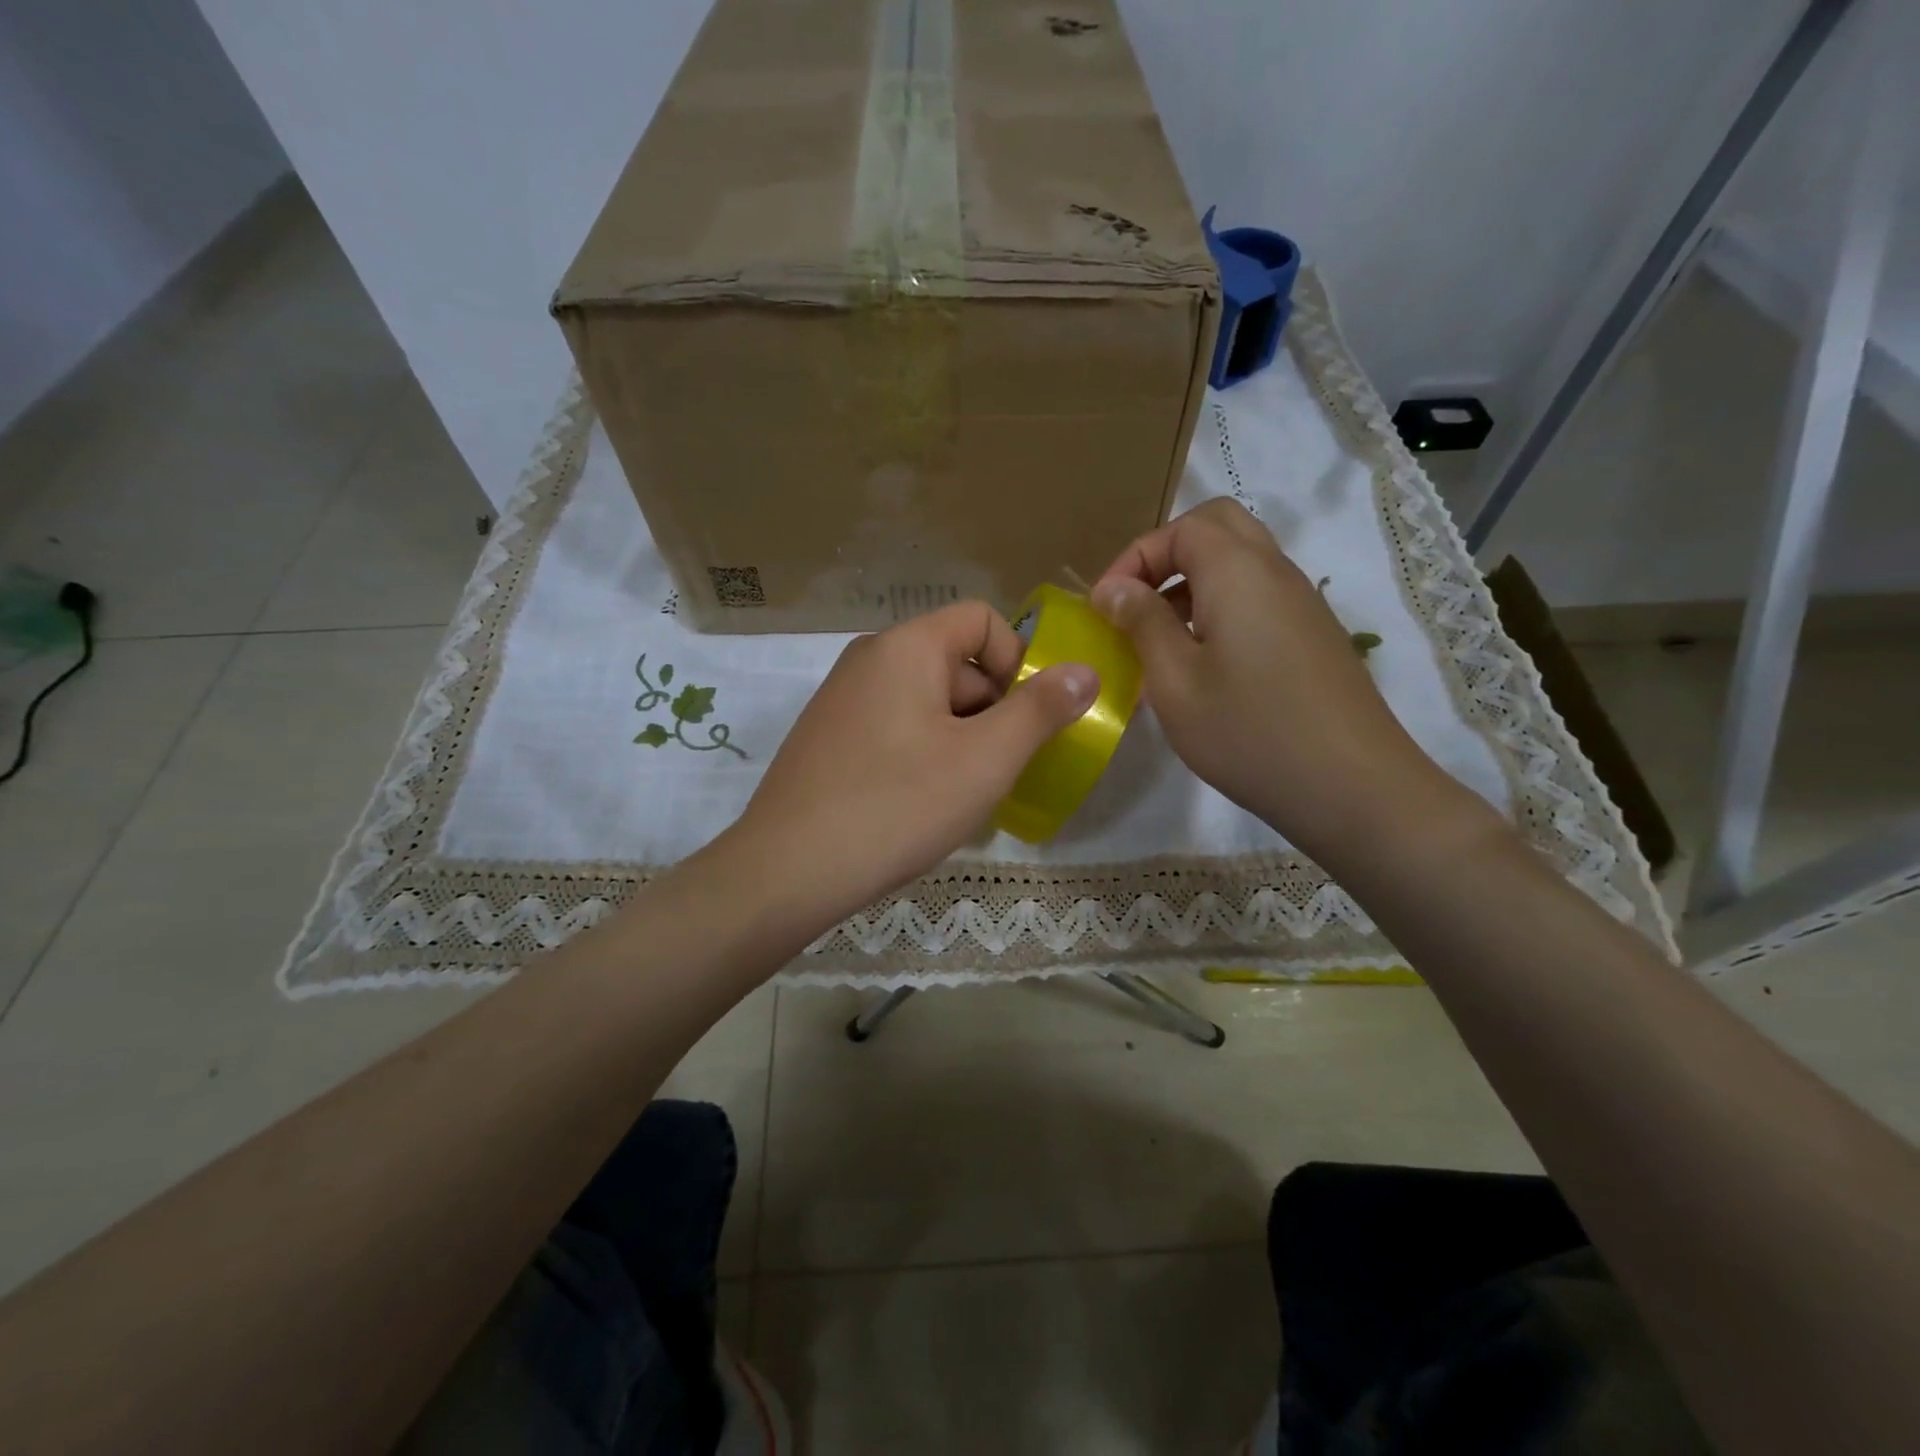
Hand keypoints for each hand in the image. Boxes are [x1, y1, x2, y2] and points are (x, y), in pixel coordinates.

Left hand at [728, 601, 1095, 930]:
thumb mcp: (985, 759)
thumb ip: (1041, 710)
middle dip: (993, 710)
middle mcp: (868, 660)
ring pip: (927, 703)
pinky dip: (924, 755)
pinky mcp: (828, 740)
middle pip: (955, 664)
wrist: (787, 871)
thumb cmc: (897, 804)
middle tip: (1002, 771)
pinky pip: (895, 730)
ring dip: (962, 739)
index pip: (982, 620)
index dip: (1019, 661)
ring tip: (966, 797)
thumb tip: (1085, 670)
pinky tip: (923, 806)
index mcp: (905, 646)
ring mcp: (841, 701)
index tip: (1029, 719)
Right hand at [1092, 499, 1474, 866]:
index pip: (1181, 528)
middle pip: (1218, 528)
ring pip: (1241, 562)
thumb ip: (1142, 623)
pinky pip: (1258, 597)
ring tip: (1159, 638)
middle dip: (1167, 554)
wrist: (1351, 787)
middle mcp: (1275, 572)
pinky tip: (1202, 664)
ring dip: (1192, 582)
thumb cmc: (1248, 732)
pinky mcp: (1313, 636)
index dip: (1134, 557)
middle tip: (1135, 601)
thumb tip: (1114, 588)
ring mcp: (1301, 603)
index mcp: (1238, 571)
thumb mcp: (1175, 680)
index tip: (1105, 605)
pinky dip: (1220, 607)